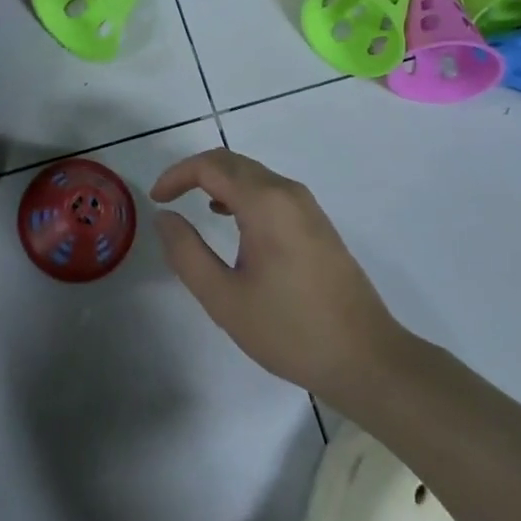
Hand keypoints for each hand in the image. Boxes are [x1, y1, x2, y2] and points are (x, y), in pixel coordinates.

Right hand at [151, 149, 406, 405]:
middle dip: (195, 173)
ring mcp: (307, 206)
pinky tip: (231, 221)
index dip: (177, 175)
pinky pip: (271, 191)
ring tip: (193, 208)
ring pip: (253, 175)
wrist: (365, 358)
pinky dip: (242, 194)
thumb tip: (165, 217)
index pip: (211, 166)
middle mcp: (287, 192)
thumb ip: (187, 252)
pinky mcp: (317, 223)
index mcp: (265, 203)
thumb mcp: (224, 298)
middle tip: (168, 199)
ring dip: (219, 182)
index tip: (156, 199)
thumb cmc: (289, 330)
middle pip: (233, 162)